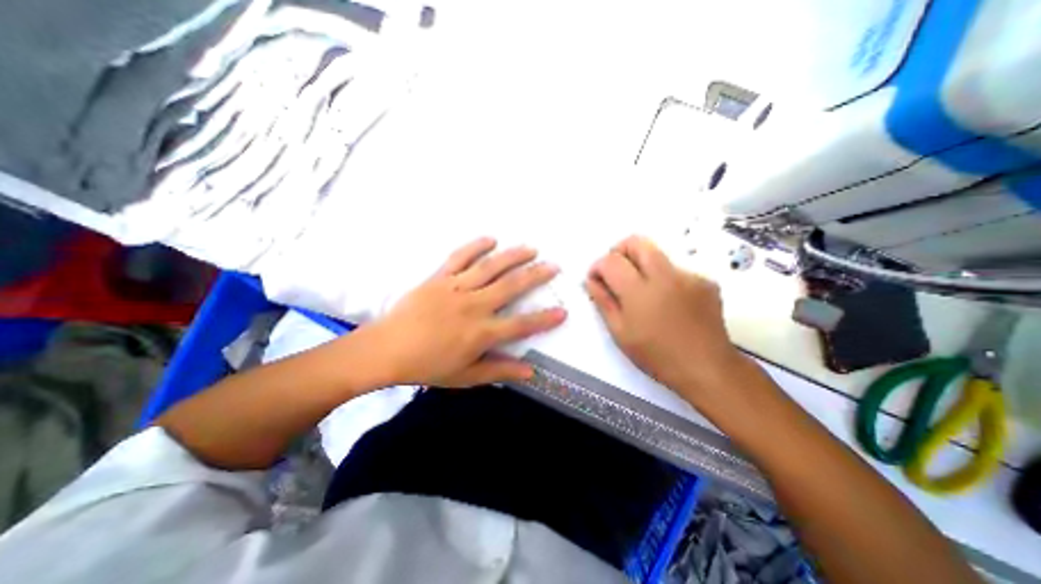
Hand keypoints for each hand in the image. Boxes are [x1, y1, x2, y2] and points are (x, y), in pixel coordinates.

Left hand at [359, 237, 568, 387]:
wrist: (386, 350)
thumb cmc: (427, 366)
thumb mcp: (466, 376)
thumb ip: (499, 371)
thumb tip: (530, 372)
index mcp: (481, 332)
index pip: (522, 324)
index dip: (545, 319)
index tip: (563, 311)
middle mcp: (474, 305)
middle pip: (511, 286)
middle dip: (536, 275)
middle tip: (553, 266)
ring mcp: (456, 288)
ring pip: (490, 267)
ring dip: (513, 256)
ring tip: (531, 248)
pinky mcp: (439, 278)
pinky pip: (459, 257)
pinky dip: (475, 246)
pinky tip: (490, 239)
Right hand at [584, 235, 747, 398]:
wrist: (707, 368)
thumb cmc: (656, 355)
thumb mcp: (620, 333)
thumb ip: (603, 302)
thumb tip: (591, 281)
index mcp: (639, 292)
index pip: (611, 261)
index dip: (598, 266)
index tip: (596, 278)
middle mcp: (665, 276)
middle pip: (637, 242)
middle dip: (619, 251)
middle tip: (616, 271)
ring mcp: (688, 276)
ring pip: (657, 255)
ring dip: (642, 266)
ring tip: (644, 293)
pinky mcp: (705, 281)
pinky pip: (675, 270)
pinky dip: (664, 279)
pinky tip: (667, 303)